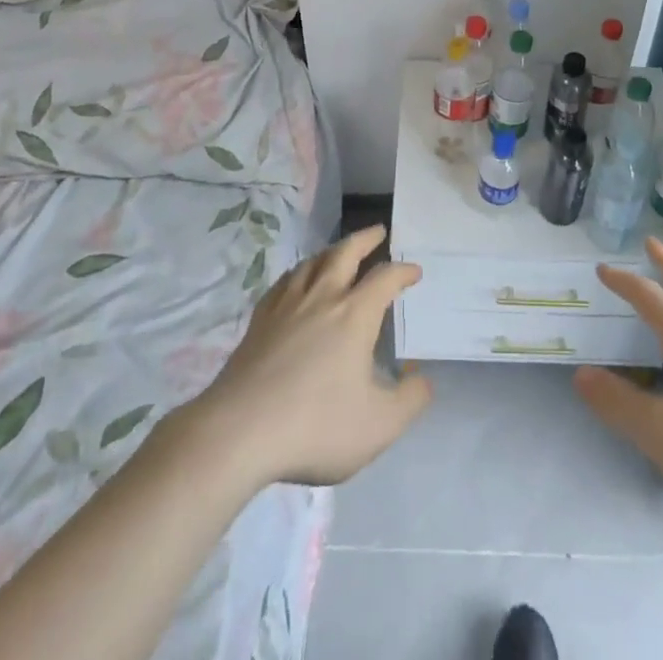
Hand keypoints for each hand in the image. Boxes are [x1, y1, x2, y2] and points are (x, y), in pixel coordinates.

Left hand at [183, 224, 431, 487]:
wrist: (240, 431)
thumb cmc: (316, 425)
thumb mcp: (380, 425)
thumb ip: (410, 400)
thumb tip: (422, 378)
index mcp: (354, 314)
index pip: (385, 278)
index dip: (403, 271)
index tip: (414, 272)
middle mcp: (322, 298)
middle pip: (345, 253)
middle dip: (365, 239)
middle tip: (378, 231)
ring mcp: (286, 305)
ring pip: (312, 262)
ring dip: (331, 251)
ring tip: (339, 252)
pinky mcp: (259, 321)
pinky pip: (284, 282)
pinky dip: (299, 273)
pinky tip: (296, 282)